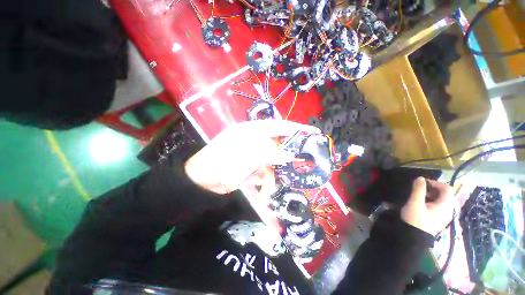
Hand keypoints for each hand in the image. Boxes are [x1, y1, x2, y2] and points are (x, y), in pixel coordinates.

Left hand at [185, 120, 320, 193]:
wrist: (202, 181)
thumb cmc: (221, 163)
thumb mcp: (246, 155)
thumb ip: (269, 152)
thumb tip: (288, 154)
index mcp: (252, 131)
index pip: (278, 126)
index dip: (296, 128)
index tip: (313, 133)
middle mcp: (255, 140)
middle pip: (278, 144)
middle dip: (288, 154)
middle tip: (301, 162)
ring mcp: (254, 154)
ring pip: (273, 162)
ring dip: (273, 175)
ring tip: (268, 187)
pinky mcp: (252, 166)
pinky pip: (265, 172)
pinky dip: (265, 182)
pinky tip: (262, 191)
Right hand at [401, 177, 454, 235]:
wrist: (413, 238)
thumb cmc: (415, 219)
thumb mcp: (415, 203)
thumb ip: (418, 189)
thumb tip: (420, 178)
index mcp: (445, 206)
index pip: (447, 189)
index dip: (435, 183)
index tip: (422, 183)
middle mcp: (448, 210)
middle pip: (445, 194)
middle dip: (432, 189)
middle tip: (419, 190)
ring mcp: (444, 216)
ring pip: (442, 201)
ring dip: (431, 195)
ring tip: (418, 197)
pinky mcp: (439, 220)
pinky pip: (439, 207)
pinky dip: (431, 202)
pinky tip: (421, 205)